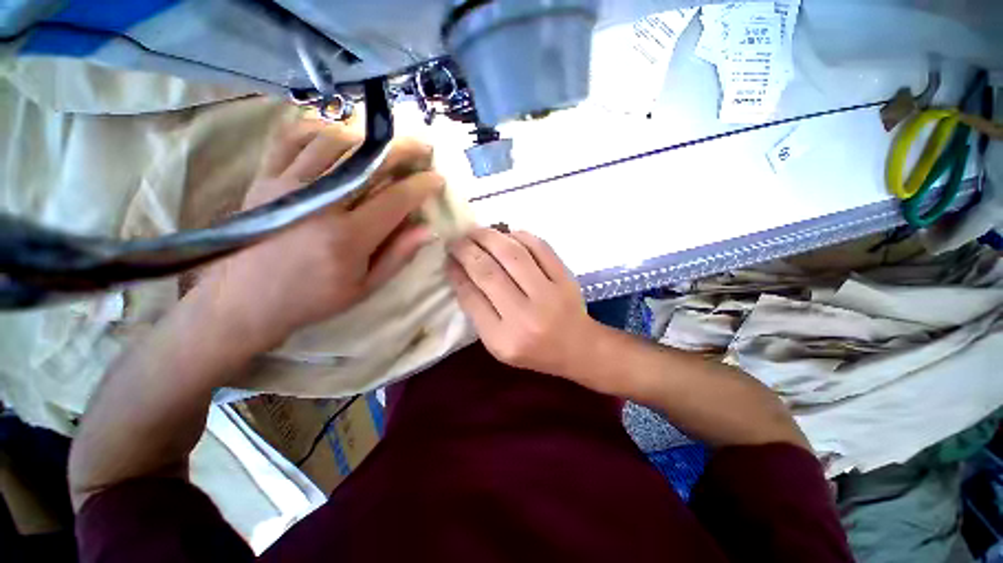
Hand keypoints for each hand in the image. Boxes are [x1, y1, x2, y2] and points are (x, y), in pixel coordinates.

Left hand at [196, 121, 443, 352]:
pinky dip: (318, 129)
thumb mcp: (365, 287)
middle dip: (402, 150)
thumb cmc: (312, 298)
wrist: (243, 300)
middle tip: (422, 146)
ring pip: (333, 143)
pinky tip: (337, 133)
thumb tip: (428, 230)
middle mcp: (320, 204)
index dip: (421, 186)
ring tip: (384, 140)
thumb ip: (398, 256)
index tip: (437, 179)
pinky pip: (292, 138)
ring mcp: (287, 185)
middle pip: (368, 163)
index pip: (395, 199)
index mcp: (348, 237)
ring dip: (366, 137)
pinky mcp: (265, 178)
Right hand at [446, 228, 600, 379]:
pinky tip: (507, 234)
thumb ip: (477, 311)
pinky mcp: (565, 278)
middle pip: (489, 272)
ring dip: (490, 237)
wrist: (577, 347)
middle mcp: (525, 316)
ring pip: (513, 254)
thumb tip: (459, 271)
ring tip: (476, 232)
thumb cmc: (533, 350)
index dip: (456, 272)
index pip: (472, 297)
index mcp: (504, 339)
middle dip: (467, 250)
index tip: (447, 258)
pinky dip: (519, 236)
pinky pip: (539, 247)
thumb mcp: (497, 343)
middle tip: (456, 239)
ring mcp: (549, 294)